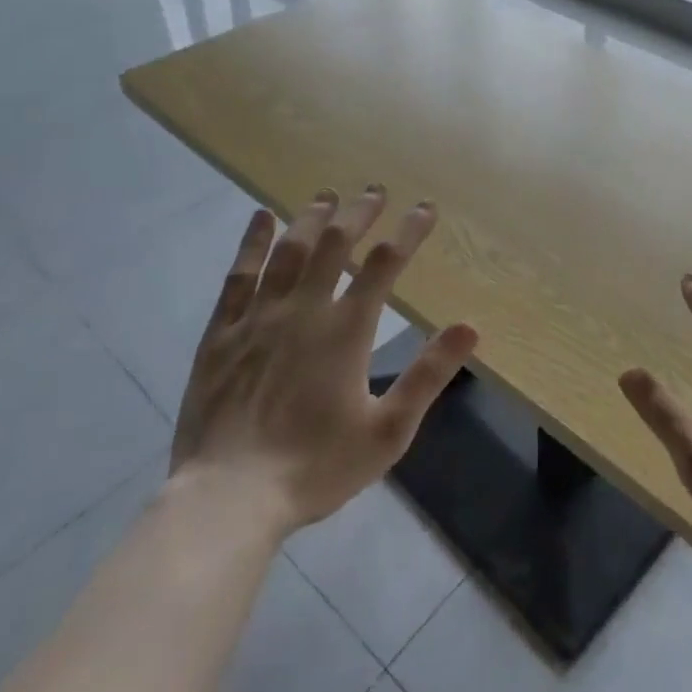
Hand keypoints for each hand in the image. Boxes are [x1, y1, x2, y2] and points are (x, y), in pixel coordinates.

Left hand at [170, 187, 476, 530]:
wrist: (227, 500)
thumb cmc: (314, 467)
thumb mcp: (388, 431)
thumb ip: (429, 375)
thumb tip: (470, 327)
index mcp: (345, 330)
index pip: (385, 263)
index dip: (409, 231)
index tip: (426, 209)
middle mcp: (303, 310)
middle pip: (335, 245)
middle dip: (360, 213)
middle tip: (375, 191)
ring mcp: (257, 318)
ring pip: (289, 251)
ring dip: (312, 219)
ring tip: (328, 196)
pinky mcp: (221, 333)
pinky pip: (238, 276)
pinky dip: (252, 243)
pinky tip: (261, 218)